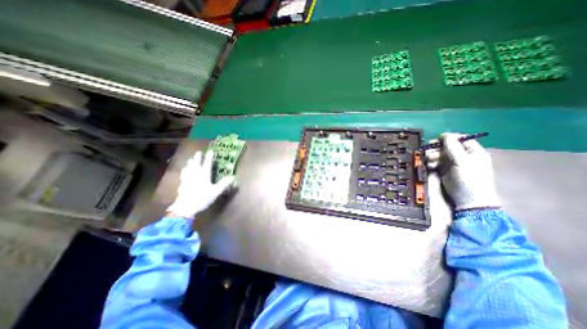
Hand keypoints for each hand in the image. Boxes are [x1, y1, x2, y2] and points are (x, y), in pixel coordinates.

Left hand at [165, 151, 234, 218]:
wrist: (185, 207)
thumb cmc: (202, 198)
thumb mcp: (216, 191)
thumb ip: (224, 183)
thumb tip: (232, 177)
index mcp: (204, 175)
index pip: (207, 164)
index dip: (209, 157)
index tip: (210, 151)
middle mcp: (195, 174)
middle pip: (196, 164)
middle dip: (197, 157)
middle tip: (198, 152)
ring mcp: (187, 179)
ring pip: (188, 168)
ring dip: (190, 163)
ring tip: (190, 159)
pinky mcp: (182, 184)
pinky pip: (183, 174)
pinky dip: (184, 171)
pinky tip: (184, 171)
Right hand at [425, 132, 501, 209]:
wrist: (467, 200)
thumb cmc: (469, 179)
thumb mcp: (462, 162)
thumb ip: (453, 148)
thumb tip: (445, 135)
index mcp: (472, 152)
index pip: (461, 139)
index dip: (449, 138)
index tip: (437, 139)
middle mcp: (462, 156)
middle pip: (447, 146)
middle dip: (437, 147)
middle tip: (429, 149)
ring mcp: (452, 164)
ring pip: (439, 154)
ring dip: (432, 155)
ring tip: (428, 159)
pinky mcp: (444, 171)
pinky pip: (435, 162)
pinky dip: (431, 163)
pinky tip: (430, 166)